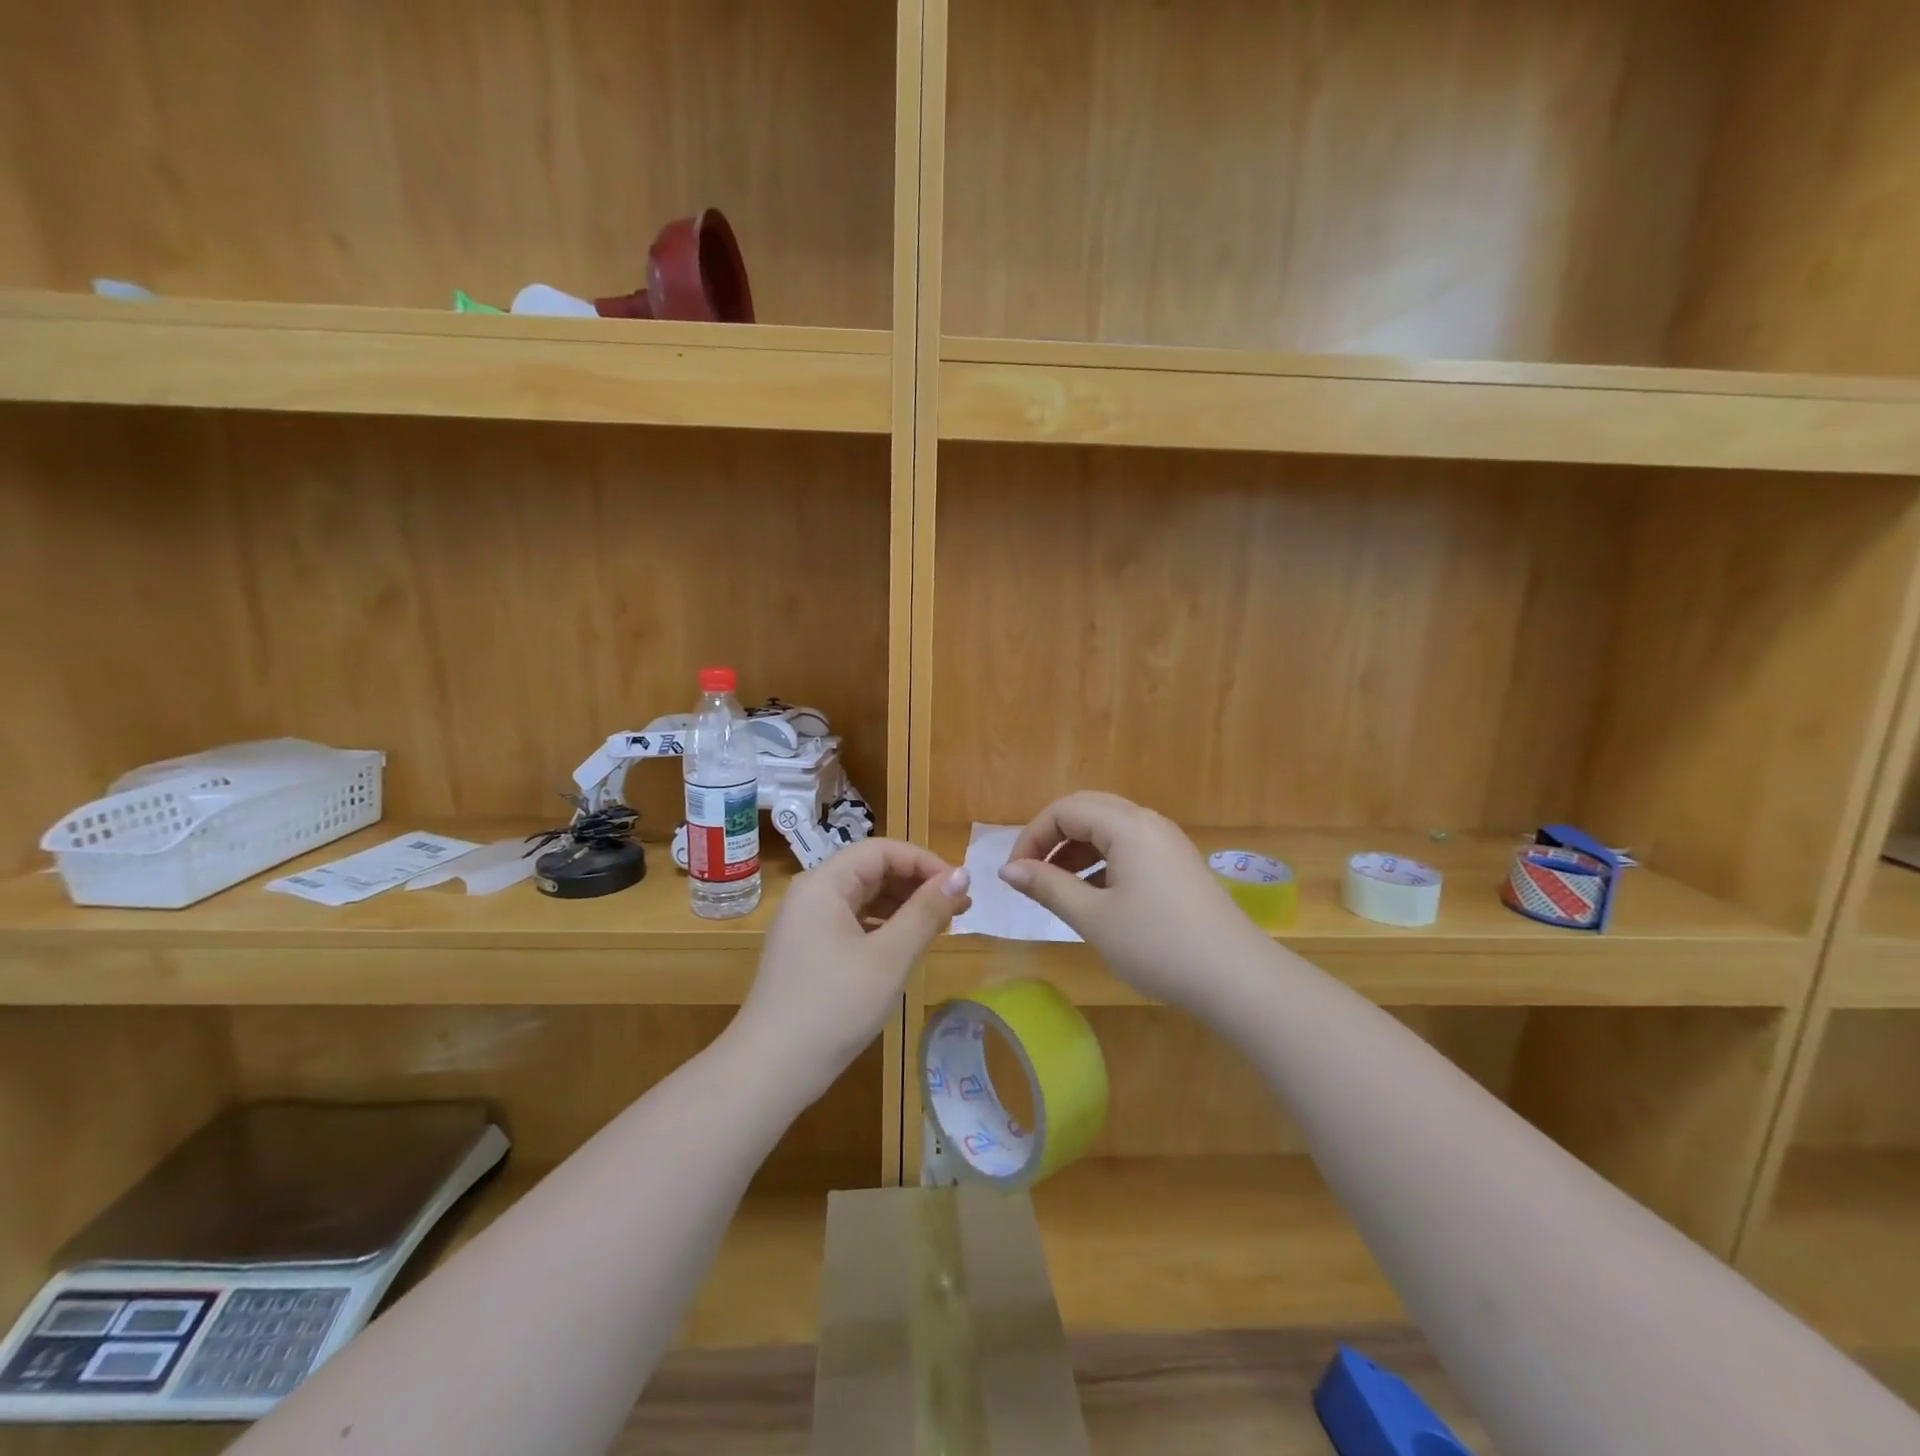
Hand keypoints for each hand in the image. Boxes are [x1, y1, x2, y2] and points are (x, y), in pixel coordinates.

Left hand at [732, 839, 971, 1098]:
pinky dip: (884, 927)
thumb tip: (962, 874)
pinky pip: (852, 922)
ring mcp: (806, 923)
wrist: (770, 1070)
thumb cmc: (834, 1006)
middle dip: (917, 884)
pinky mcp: (807, 950)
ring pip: (864, 897)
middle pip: (871, 870)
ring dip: (904, 906)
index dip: (924, 862)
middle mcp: (811, 894)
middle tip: (960, 908)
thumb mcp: (889, 957)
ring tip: (942, 926)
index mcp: (824, 883)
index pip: (882, 850)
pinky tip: (907, 947)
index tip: (959, 888)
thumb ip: (926, 911)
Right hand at [999, 792, 1262, 1008]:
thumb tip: (1008, 870)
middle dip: (1052, 838)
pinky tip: (1094, 896)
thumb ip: (1048, 887)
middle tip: (1031, 875)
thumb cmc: (1158, 945)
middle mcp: (1148, 822)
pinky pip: (1129, 847)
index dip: (1032, 837)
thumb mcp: (1094, 918)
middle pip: (1087, 810)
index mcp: (1127, 826)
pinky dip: (1102, 862)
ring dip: (1076, 851)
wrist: (1237, 979)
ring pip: (1109, 829)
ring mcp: (1167, 842)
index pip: (1064, 810)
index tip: (1014, 875)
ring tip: (1058, 889)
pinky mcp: (1178, 864)